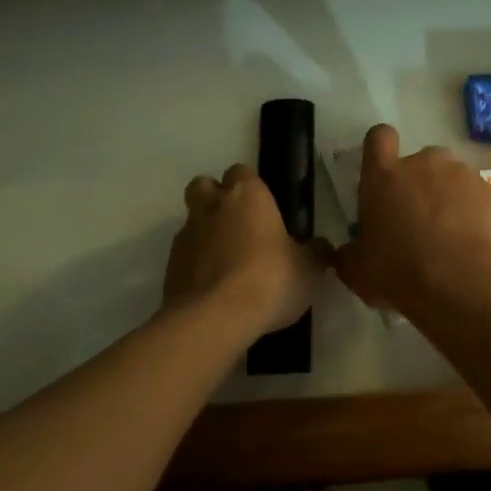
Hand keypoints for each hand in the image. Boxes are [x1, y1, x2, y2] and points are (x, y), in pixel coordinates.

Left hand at [163, 164, 320, 340]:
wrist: (214, 319)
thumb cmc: (269, 279)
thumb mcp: (308, 269)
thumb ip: (315, 253)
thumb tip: (321, 247)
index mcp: (246, 195)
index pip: (242, 171)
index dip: (250, 186)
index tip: (263, 207)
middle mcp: (212, 207)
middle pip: (204, 186)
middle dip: (216, 198)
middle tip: (238, 224)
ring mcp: (186, 236)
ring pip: (192, 222)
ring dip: (206, 234)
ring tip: (227, 264)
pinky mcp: (170, 268)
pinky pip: (184, 257)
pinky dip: (196, 265)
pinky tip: (214, 289)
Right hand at [333, 125, 490, 309]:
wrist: (462, 284)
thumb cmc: (399, 272)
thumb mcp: (358, 271)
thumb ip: (347, 254)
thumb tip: (338, 251)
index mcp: (384, 175)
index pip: (378, 137)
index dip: (381, 148)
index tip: (384, 170)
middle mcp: (423, 163)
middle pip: (419, 160)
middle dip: (420, 183)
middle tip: (418, 220)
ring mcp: (461, 174)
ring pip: (451, 177)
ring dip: (448, 197)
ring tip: (450, 235)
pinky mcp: (490, 192)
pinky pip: (477, 197)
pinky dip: (474, 213)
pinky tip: (473, 242)